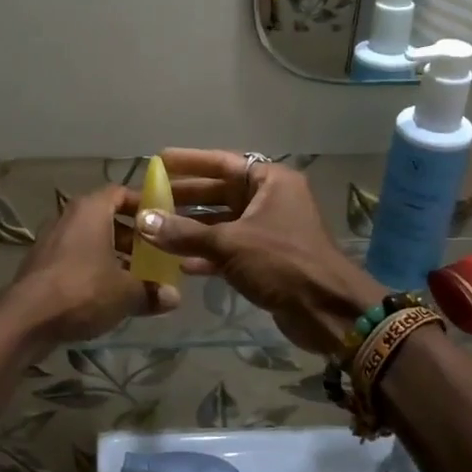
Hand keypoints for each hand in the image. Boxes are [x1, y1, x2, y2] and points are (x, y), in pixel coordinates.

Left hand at [8, 186, 179, 346]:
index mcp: (91, 209)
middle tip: (154, 255)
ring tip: (135, 278)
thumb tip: (174, 297)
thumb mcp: (126, 293)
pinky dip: (93, 268)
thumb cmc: (83, 290)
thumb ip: (151, 291)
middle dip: (132, 236)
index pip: (121, 193)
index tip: (162, 221)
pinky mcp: (40, 263)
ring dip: (113, 255)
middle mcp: (69, 216)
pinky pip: (75, 257)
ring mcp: (51, 240)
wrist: (27, 318)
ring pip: (90, 240)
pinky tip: (108, 294)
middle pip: (106, 218)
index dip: (144, 204)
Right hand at [135, 150, 382, 355]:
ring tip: (156, 229)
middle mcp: (271, 200)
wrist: (327, 311)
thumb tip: (144, 222)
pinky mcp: (266, 259)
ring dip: (192, 228)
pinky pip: (230, 249)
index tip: (160, 160)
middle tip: (150, 197)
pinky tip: (180, 263)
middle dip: (186, 197)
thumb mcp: (230, 243)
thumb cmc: (282, 262)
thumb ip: (184, 233)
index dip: (190, 162)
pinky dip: (208, 254)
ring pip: (223, 222)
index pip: (223, 162)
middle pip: (220, 192)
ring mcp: (269, 231)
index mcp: (270, 182)